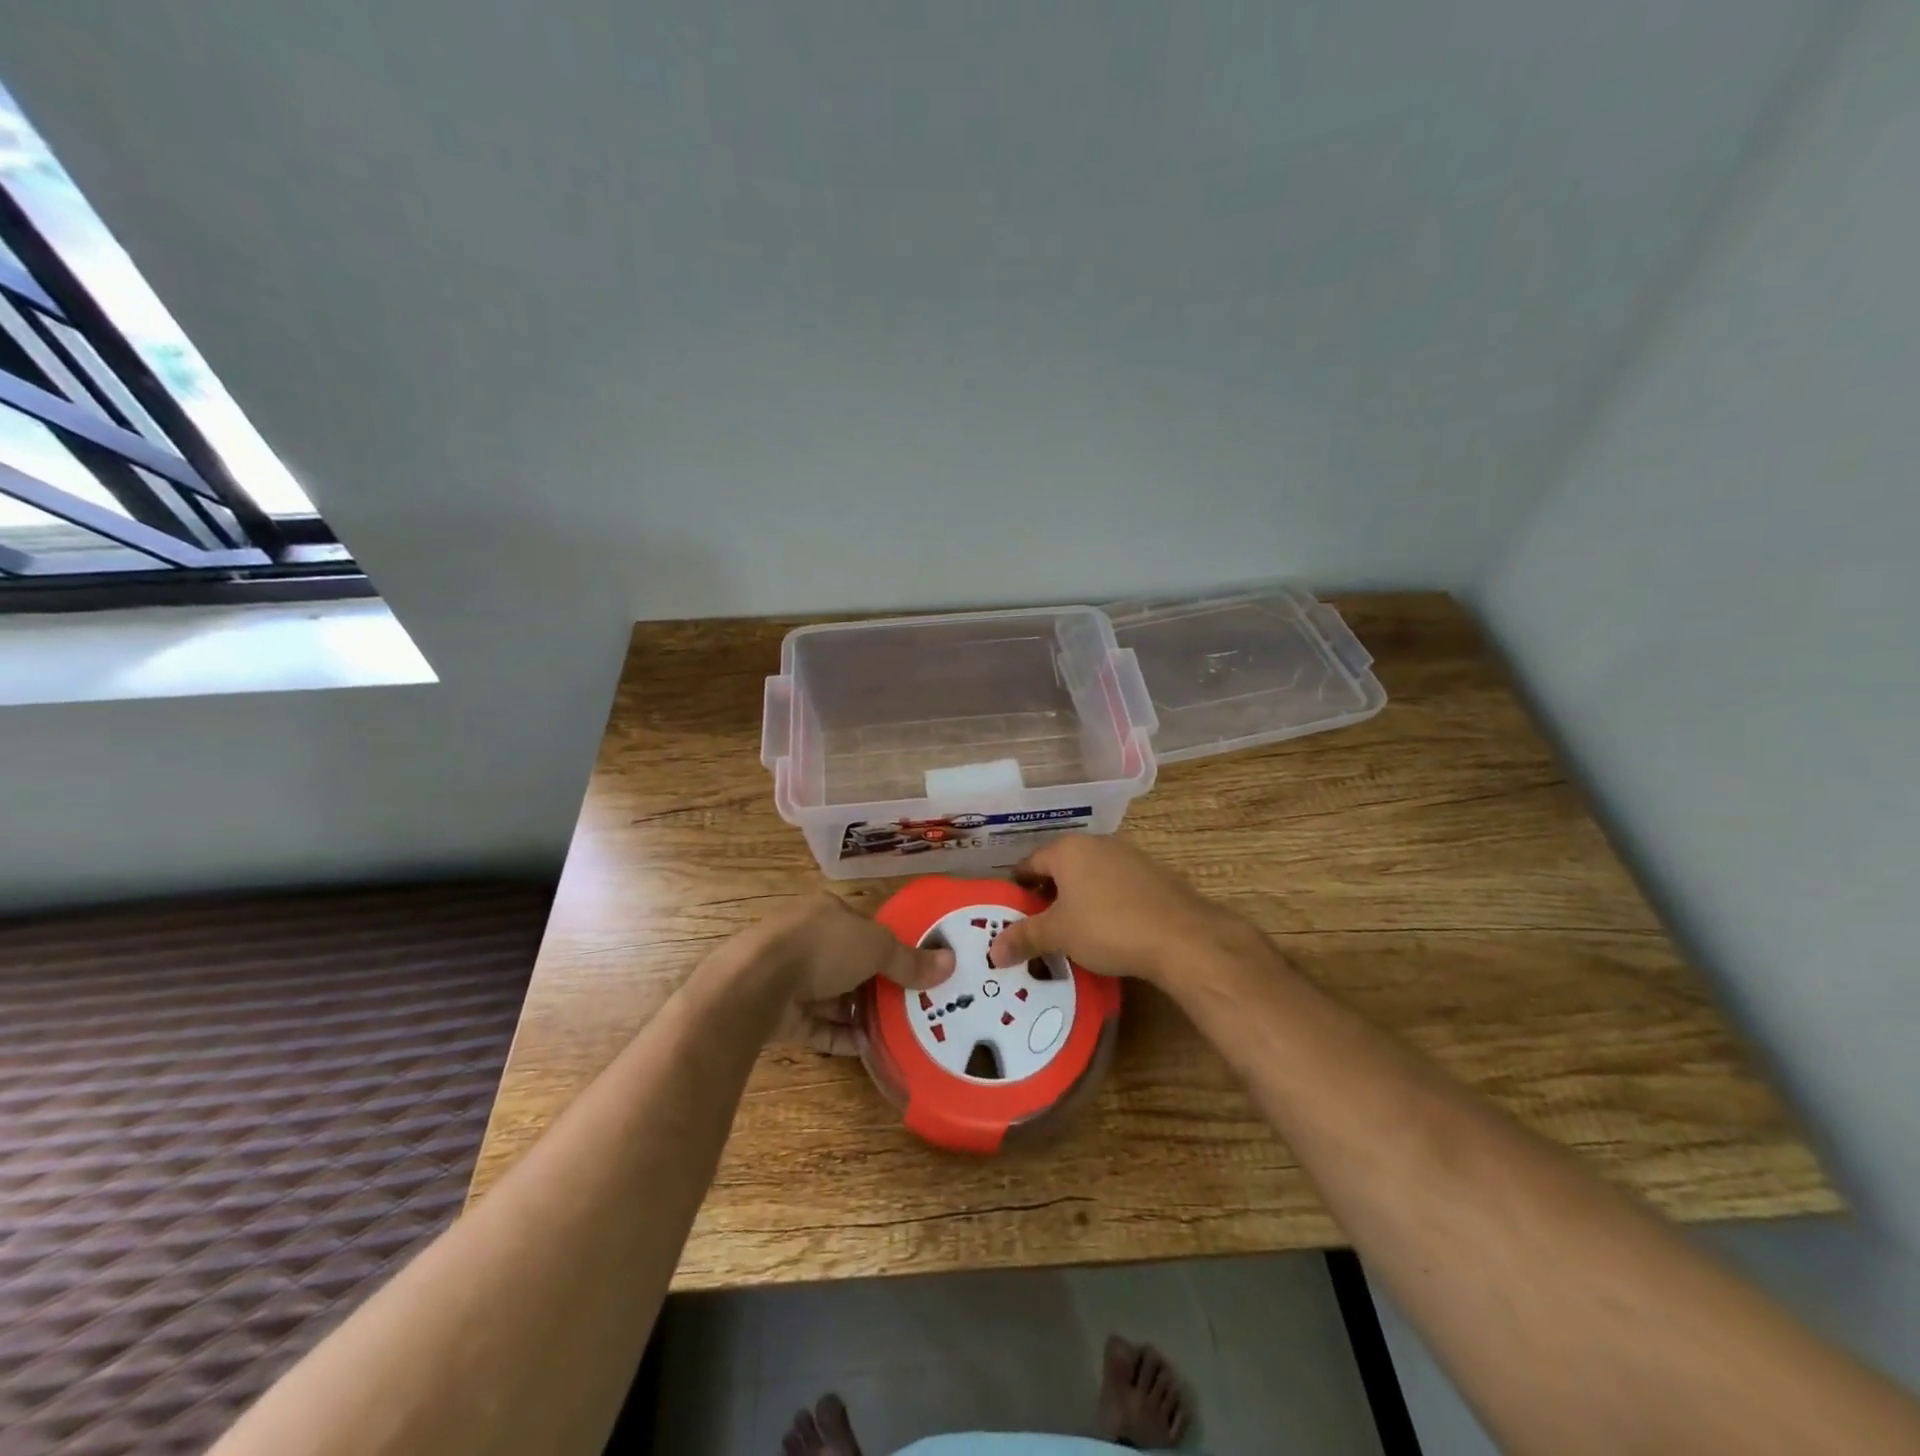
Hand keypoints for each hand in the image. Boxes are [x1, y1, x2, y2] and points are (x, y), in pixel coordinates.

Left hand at [753, 893, 952, 1054]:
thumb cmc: (821, 947)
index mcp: (825, 912)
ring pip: (832, 996)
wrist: (755, 984)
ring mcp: (789, 977)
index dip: (887, 946)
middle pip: (848, 963)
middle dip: (876, 983)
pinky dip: (841, 1035)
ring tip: (897, 1029)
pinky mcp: (780, 1013)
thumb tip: (950, 963)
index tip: (913, 968)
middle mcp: (805, 940)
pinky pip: (818, 1025)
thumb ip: (908, 960)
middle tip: (911, 1004)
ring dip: (860, 1012)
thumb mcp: (875, 947)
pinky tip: (868, 1048)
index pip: (862, 927)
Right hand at [985, 834, 1257, 987]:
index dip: (1017, 888)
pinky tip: (1109, 930)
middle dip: (1048, 895)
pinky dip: (1105, 902)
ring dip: (1078, 899)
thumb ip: (1024, 937)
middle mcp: (1097, 843)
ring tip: (1072, 932)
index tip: (1011, 912)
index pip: (1030, 863)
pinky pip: (1116, 885)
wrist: (1182, 936)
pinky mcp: (1153, 874)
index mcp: (1068, 850)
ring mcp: (1129, 856)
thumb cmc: (1108, 927)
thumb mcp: (1059, 935)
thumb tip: (992, 951)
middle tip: (1038, 926)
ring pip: (1090, 876)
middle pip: (1061, 867)